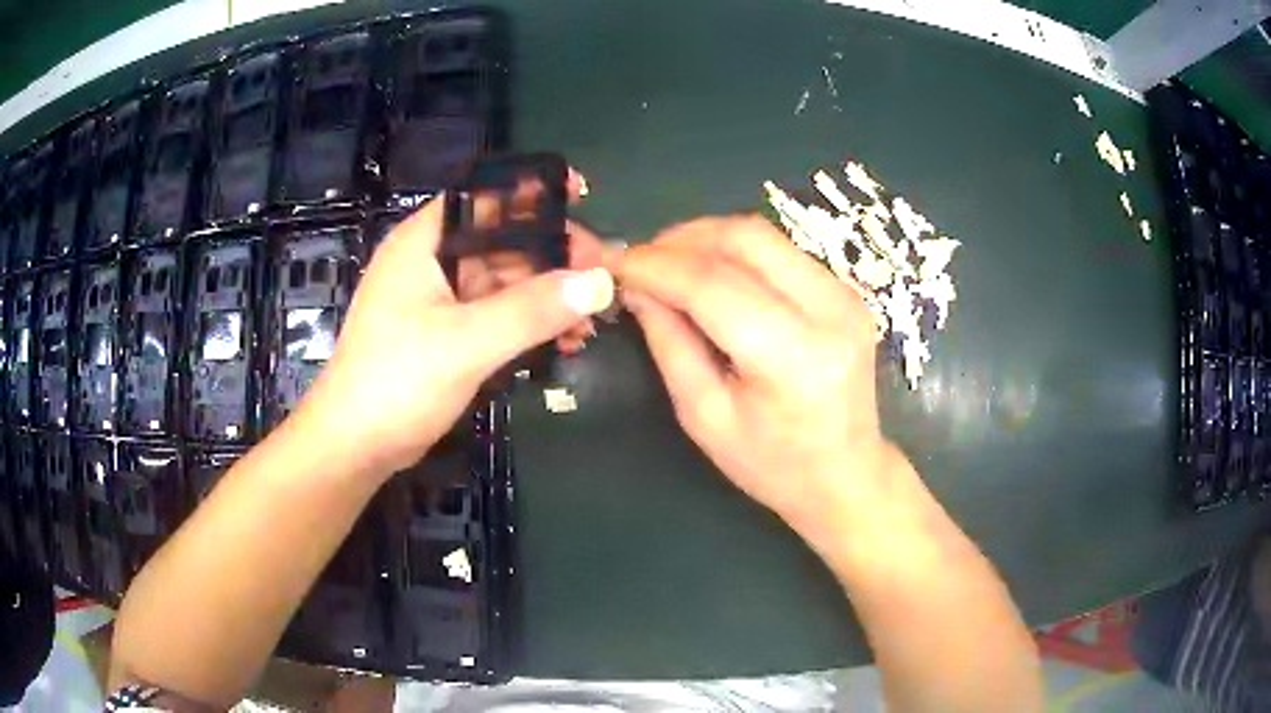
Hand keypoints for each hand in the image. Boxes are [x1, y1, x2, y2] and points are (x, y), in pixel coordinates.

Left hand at [299, 179, 613, 475]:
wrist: (354, 446)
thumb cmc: (395, 382)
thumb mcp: (466, 343)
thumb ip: (533, 310)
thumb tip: (600, 281)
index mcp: (425, 242)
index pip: (485, 195)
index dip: (533, 190)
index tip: (583, 196)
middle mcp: (433, 261)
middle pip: (503, 239)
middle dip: (554, 255)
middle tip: (602, 278)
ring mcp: (440, 299)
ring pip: (505, 280)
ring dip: (548, 296)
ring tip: (591, 320)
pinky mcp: (447, 334)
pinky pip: (498, 315)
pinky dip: (530, 324)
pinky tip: (565, 342)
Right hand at [615, 216, 893, 533]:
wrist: (847, 474)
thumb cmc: (772, 465)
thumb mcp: (705, 416)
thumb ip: (669, 344)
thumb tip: (637, 287)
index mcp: (793, 357)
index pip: (713, 284)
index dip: (655, 265)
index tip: (613, 262)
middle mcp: (829, 311)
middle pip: (745, 238)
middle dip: (682, 239)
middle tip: (642, 261)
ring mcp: (845, 295)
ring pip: (763, 235)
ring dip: (707, 240)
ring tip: (669, 266)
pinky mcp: (846, 291)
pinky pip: (779, 251)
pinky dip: (735, 254)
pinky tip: (711, 276)